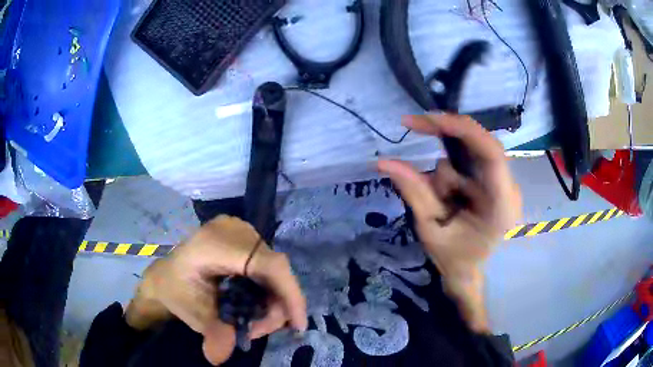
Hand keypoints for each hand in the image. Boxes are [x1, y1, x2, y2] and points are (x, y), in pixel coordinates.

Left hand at [125, 216, 306, 365]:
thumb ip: (214, 334)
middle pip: (275, 267)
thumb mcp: (192, 314)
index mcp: (214, 244)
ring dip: (274, 299)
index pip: (267, 264)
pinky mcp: (244, 235)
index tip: (297, 325)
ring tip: (256, 320)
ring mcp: (239, 229)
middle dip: (278, 304)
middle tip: (261, 329)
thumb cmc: (176, 291)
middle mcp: (232, 230)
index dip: (289, 293)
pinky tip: (257, 304)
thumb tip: (222, 358)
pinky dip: (269, 288)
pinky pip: (267, 264)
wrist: (166, 276)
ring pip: (275, 267)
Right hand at [378, 114, 520, 331]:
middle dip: (445, 133)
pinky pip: (470, 165)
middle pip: (479, 144)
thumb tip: (384, 162)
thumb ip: (413, 192)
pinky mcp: (496, 185)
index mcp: (501, 204)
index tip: (425, 119)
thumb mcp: (432, 230)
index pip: (490, 151)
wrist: (478, 279)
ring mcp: (504, 185)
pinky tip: (447, 202)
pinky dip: (451, 177)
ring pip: (470, 156)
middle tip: (411, 126)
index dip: (460, 128)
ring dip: (446, 173)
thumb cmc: (458, 263)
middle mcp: (508, 188)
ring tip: (440, 207)